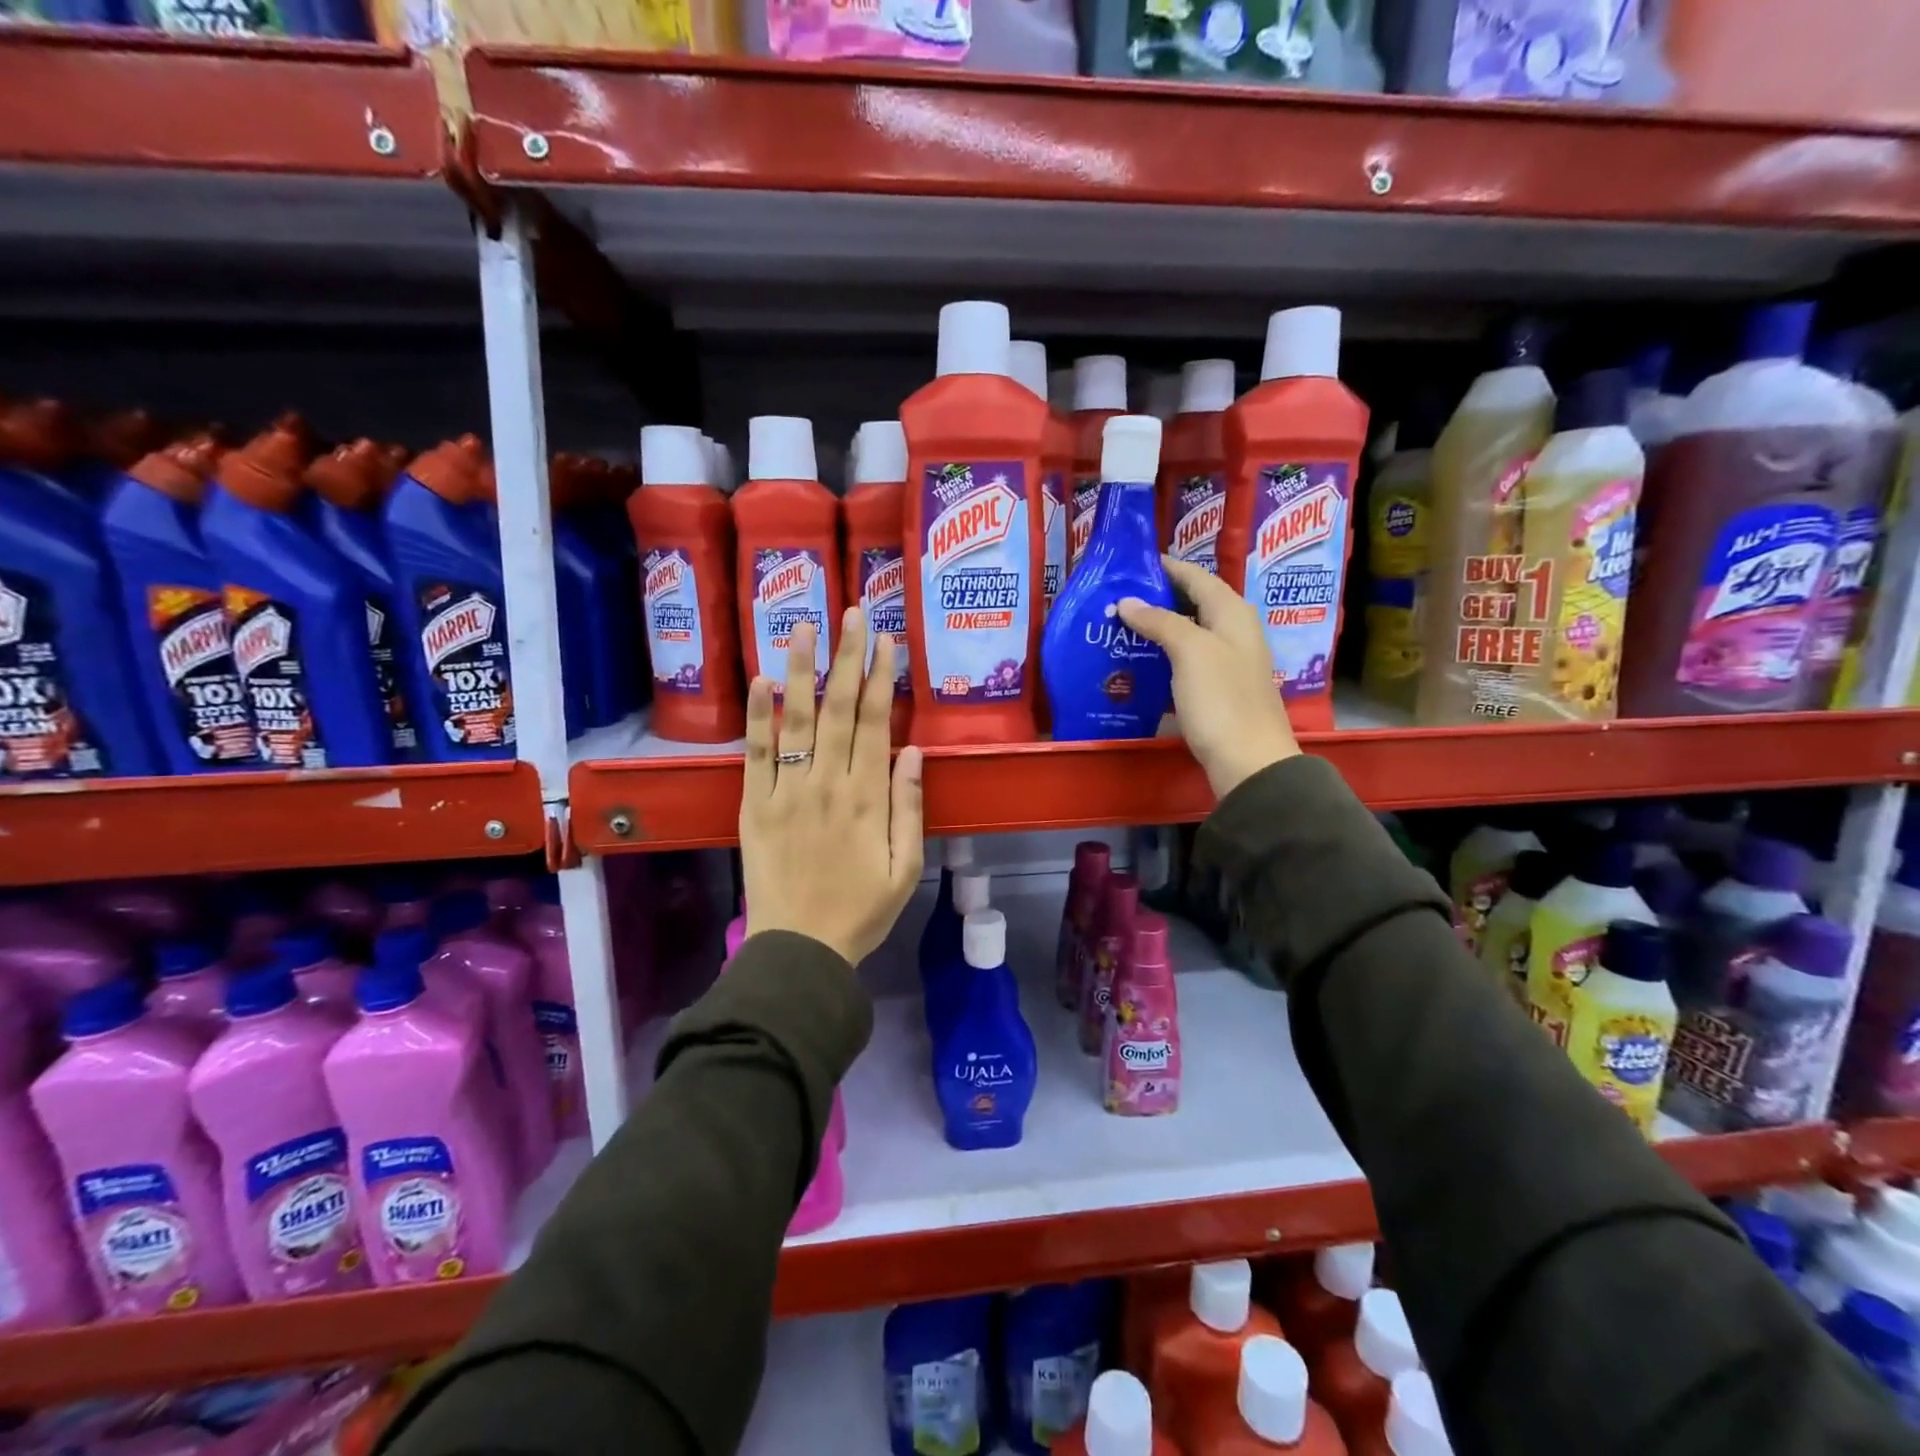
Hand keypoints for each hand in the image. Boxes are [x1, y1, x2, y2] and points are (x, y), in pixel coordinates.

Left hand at [740, 609, 924, 965]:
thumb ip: (909, 808)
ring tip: (803, 625)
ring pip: (796, 720)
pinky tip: (761, 680)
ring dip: (801, 670)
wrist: (799, 948)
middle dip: (847, 657)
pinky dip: (758, 716)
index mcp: (868, 798)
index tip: (885, 640)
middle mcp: (828, 784)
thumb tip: (913, 751)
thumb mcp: (906, 868)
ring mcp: (787, 792)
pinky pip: (755, 754)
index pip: (876, 723)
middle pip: (839, 709)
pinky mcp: (754, 805)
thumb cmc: (861, 911)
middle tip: (851, 611)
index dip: (882, 678)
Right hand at [1118, 556, 1299, 799]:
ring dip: (1157, 627)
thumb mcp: (1190, 652)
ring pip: (1188, 632)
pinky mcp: (1217, 689)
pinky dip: (1163, 655)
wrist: (1248, 760)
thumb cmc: (1221, 699)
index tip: (1130, 564)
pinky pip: (1186, 660)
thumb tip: (1128, 601)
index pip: (1196, 576)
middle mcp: (1233, 631)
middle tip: (1116, 597)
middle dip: (1157, 597)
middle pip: (1192, 602)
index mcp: (1232, 612)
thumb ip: (1160, 621)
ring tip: (1119, 626)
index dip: (1166, 567)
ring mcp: (1227, 661)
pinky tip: (1138, 662)